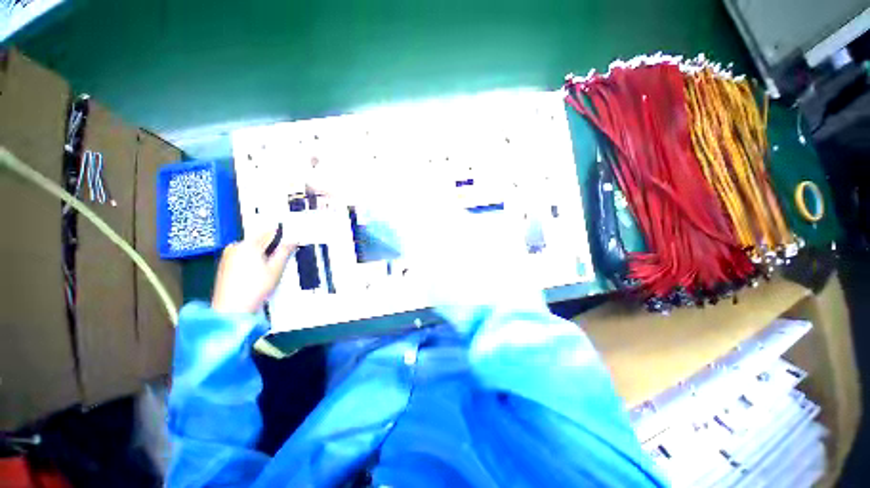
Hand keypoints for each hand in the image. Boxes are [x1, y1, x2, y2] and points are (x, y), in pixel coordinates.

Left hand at [211, 230, 296, 314]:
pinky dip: (252, 259)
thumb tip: (293, 240)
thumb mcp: (276, 269)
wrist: (231, 308)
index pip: (269, 232)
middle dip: (271, 246)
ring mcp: (228, 255)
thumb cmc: (255, 288)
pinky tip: (257, 272)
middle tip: (280, 257)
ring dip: (261, 253)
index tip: (290, 239)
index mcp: (249, 244)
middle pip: (259, 240)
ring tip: (269, 268)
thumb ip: (285, 251)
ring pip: (251, 248)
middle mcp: (236, 246)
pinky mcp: (224, 264)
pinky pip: (242, 255)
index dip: (282, 234)